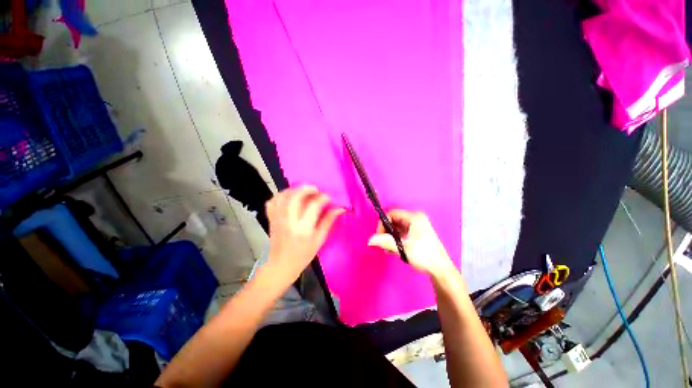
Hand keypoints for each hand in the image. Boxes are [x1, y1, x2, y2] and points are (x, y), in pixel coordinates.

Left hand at [265, 185, 344, 285]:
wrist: (281, 265)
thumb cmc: (303, 255)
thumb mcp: (320, 240)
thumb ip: (329, 221)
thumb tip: (340, 208)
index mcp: (303, 228)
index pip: (313, 205)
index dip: (323, 197)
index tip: (329, 197)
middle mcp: (289, 221)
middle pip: (295, 196)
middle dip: (307, 188)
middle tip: (316, 189)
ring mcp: (278, 219)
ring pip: (283, 196)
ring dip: (295, 189)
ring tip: (304, 190)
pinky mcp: (271, 218)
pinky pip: (273, 201)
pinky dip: (281, 195)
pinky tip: (290, 196)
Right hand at [368, 210, 453, 277]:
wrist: (440, 270)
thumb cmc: (423, 255)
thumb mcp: (403, 247)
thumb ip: (385, 241)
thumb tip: (369, 240)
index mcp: (414, 217)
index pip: (392, 213)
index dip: (383, 223)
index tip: (380, 236)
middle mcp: (416, 218)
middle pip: (394, 220)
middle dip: (386, 231)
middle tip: (383, 244)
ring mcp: (417, 226)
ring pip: (397, 227)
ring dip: (390, 237)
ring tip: (388, 249)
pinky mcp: (417, 233)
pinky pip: (402, 232)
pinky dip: (396, 239)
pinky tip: (394, 249)